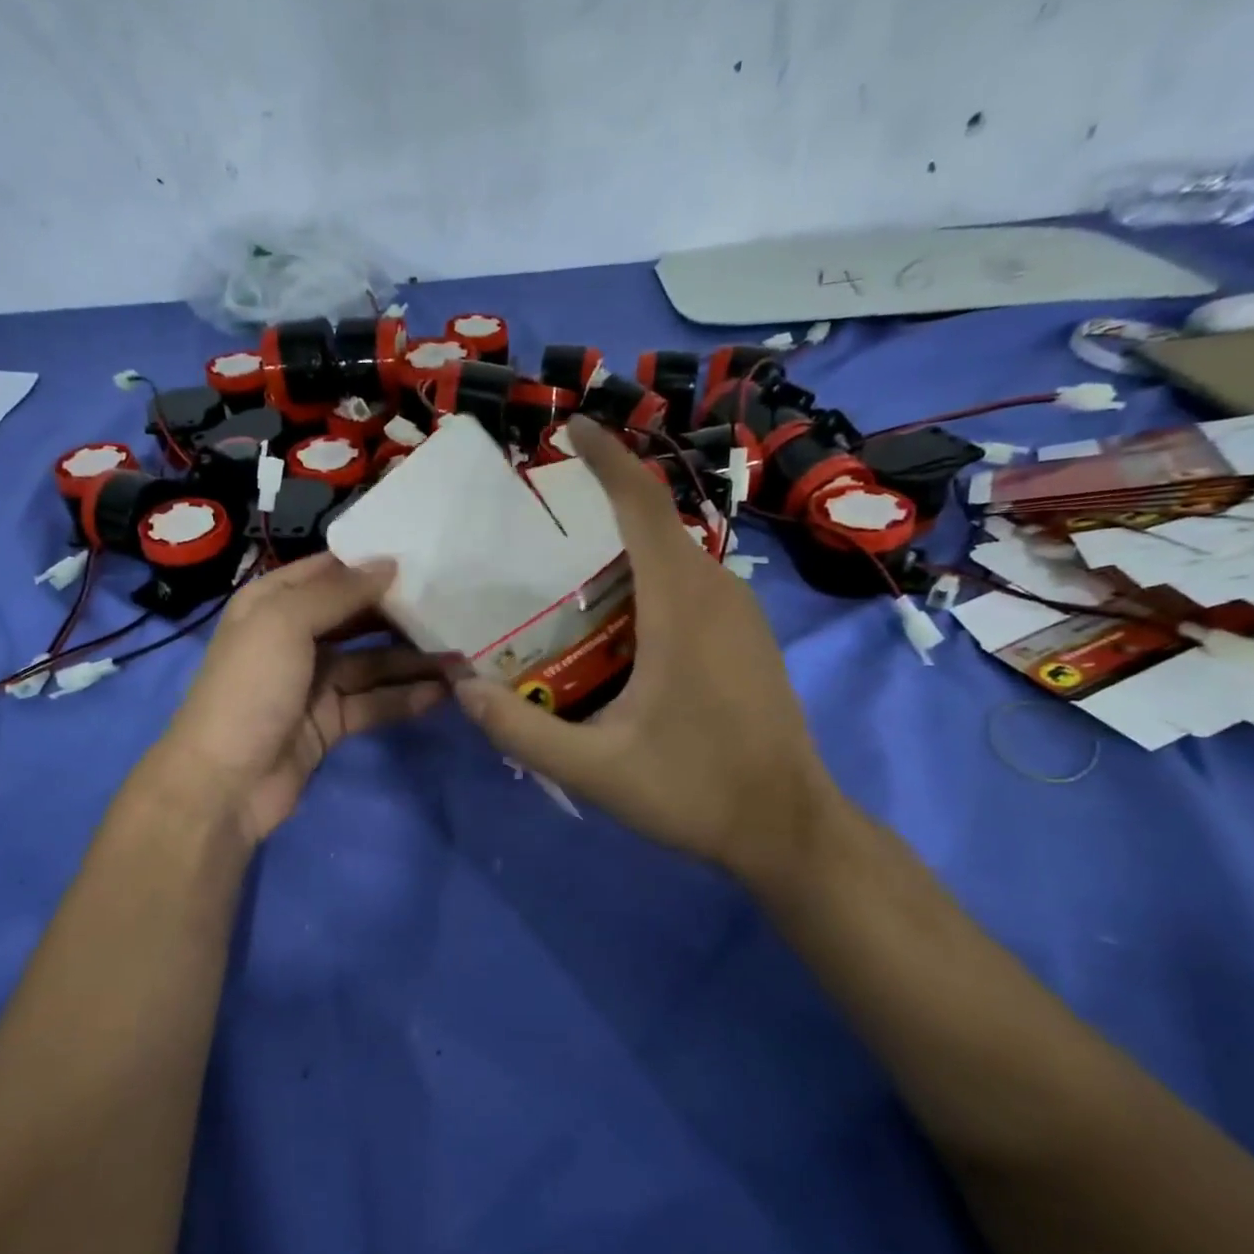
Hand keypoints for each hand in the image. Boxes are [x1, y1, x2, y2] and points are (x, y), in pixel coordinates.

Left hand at [148, 553, 448, 845]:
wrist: (224, 782)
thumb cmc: (250, 689)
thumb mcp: (284, 623)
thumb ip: (338, 592)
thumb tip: (390, 564)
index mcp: (272, 603)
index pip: (329, 572)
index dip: (372, 564)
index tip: (425, 557)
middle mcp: (293, 637)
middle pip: (357, 617)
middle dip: (401, 614)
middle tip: (454, 608)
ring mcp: (314, 682)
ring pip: (373, 663)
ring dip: (413, 660)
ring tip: (462, 656)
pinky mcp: (330, 721)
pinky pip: (374, 702)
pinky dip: (405, 698)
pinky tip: (442, 693)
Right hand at [454, 416, 842, 890]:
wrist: (789, 828)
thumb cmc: (695, 792)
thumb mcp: (594, 770)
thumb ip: (522, 731)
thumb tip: (463, 689)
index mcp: (682, 607)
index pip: (643, 506)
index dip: (607, 457)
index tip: (571, 426)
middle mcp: (718, 592)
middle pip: (655, 525)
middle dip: (602, 508)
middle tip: (540, 530)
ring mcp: (742, 614)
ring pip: (674, 557)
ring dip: (625, 552)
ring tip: (566, 579)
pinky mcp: (749, 637)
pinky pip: (691, 586)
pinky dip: (649, 582)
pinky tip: (617, 625)